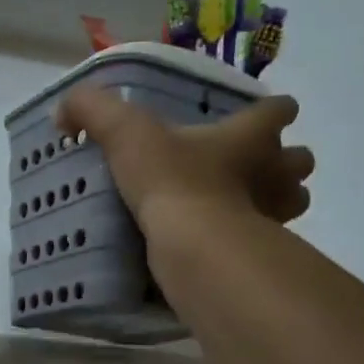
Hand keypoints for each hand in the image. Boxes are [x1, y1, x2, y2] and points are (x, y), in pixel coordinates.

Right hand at [57, 86, 315, 241]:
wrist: (194, 245)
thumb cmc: (171, 179)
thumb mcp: (124, 133)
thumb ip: (93, 111)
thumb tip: (64, 110)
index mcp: (250, 136)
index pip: (278, 110)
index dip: (270, 111)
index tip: (255, 118)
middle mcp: (274, 172)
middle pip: (299, 161)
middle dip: (282, 164)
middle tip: (248, 170)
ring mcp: (275, 216)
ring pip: (292, 204)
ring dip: (274, 204)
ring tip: (238, 209)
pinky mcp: (262, 254)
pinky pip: (266, 244)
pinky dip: (250, 242)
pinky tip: (221, 244)